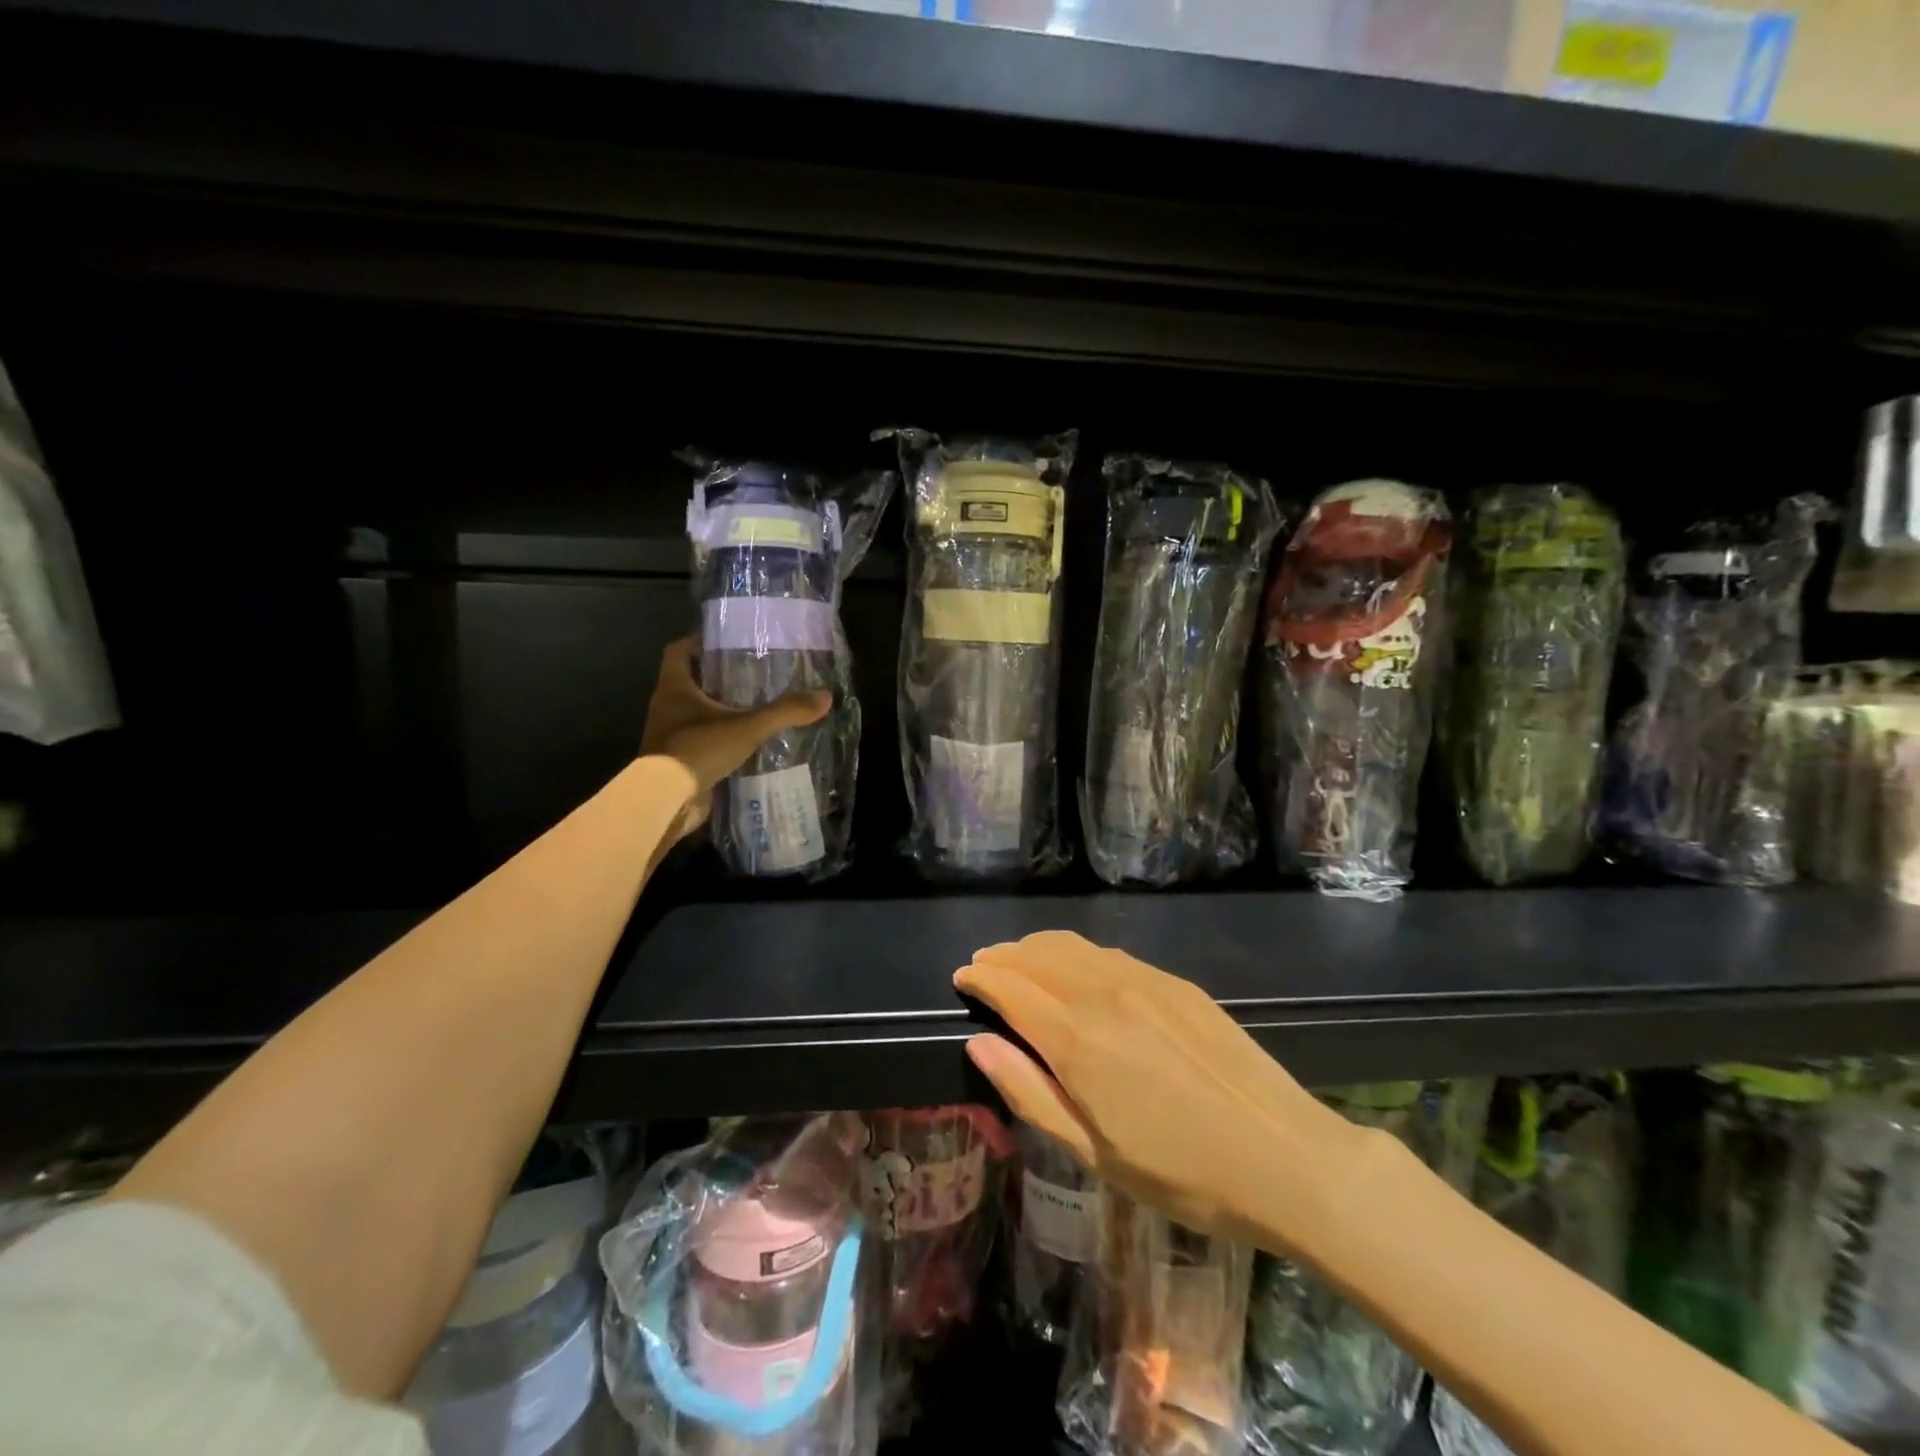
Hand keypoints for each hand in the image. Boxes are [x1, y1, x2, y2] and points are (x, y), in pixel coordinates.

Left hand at [641, 637, 831, 833]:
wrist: (666, 800)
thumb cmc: (698, 749)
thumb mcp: (748, 727)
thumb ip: (785, 711)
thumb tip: (825, 696)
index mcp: (674, 688)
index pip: (678, 651)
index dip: (699, 643)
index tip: (727, 643)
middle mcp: (667, 708)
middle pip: (689, 682)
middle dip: (717, 678)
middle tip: (753, 675)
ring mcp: (670, 737)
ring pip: (695, 714)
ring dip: (720, 711)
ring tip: (756, 708)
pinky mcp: (679, 762)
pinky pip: (701, 743)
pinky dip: (721, 740)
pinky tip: (748, 744)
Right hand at [955, 931, 1371, 1251]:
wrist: (1284, 1156)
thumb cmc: (1181, 1172)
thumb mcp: (1093, 1152)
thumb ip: (1029, 1092)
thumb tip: (979, 1044)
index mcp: (1077, 1039)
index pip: (1011, 987)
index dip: (981, 977)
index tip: (962, 978)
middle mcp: (1104, 993)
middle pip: (1037, 955)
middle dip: (1003, 956)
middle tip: (984, 966)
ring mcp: (1143, 980)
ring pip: (1072, 945)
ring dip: (1036, 948)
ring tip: (1020, 961)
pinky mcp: (1175, 982)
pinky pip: (1109, 953)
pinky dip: (1076, 953)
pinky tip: (1076, 970)